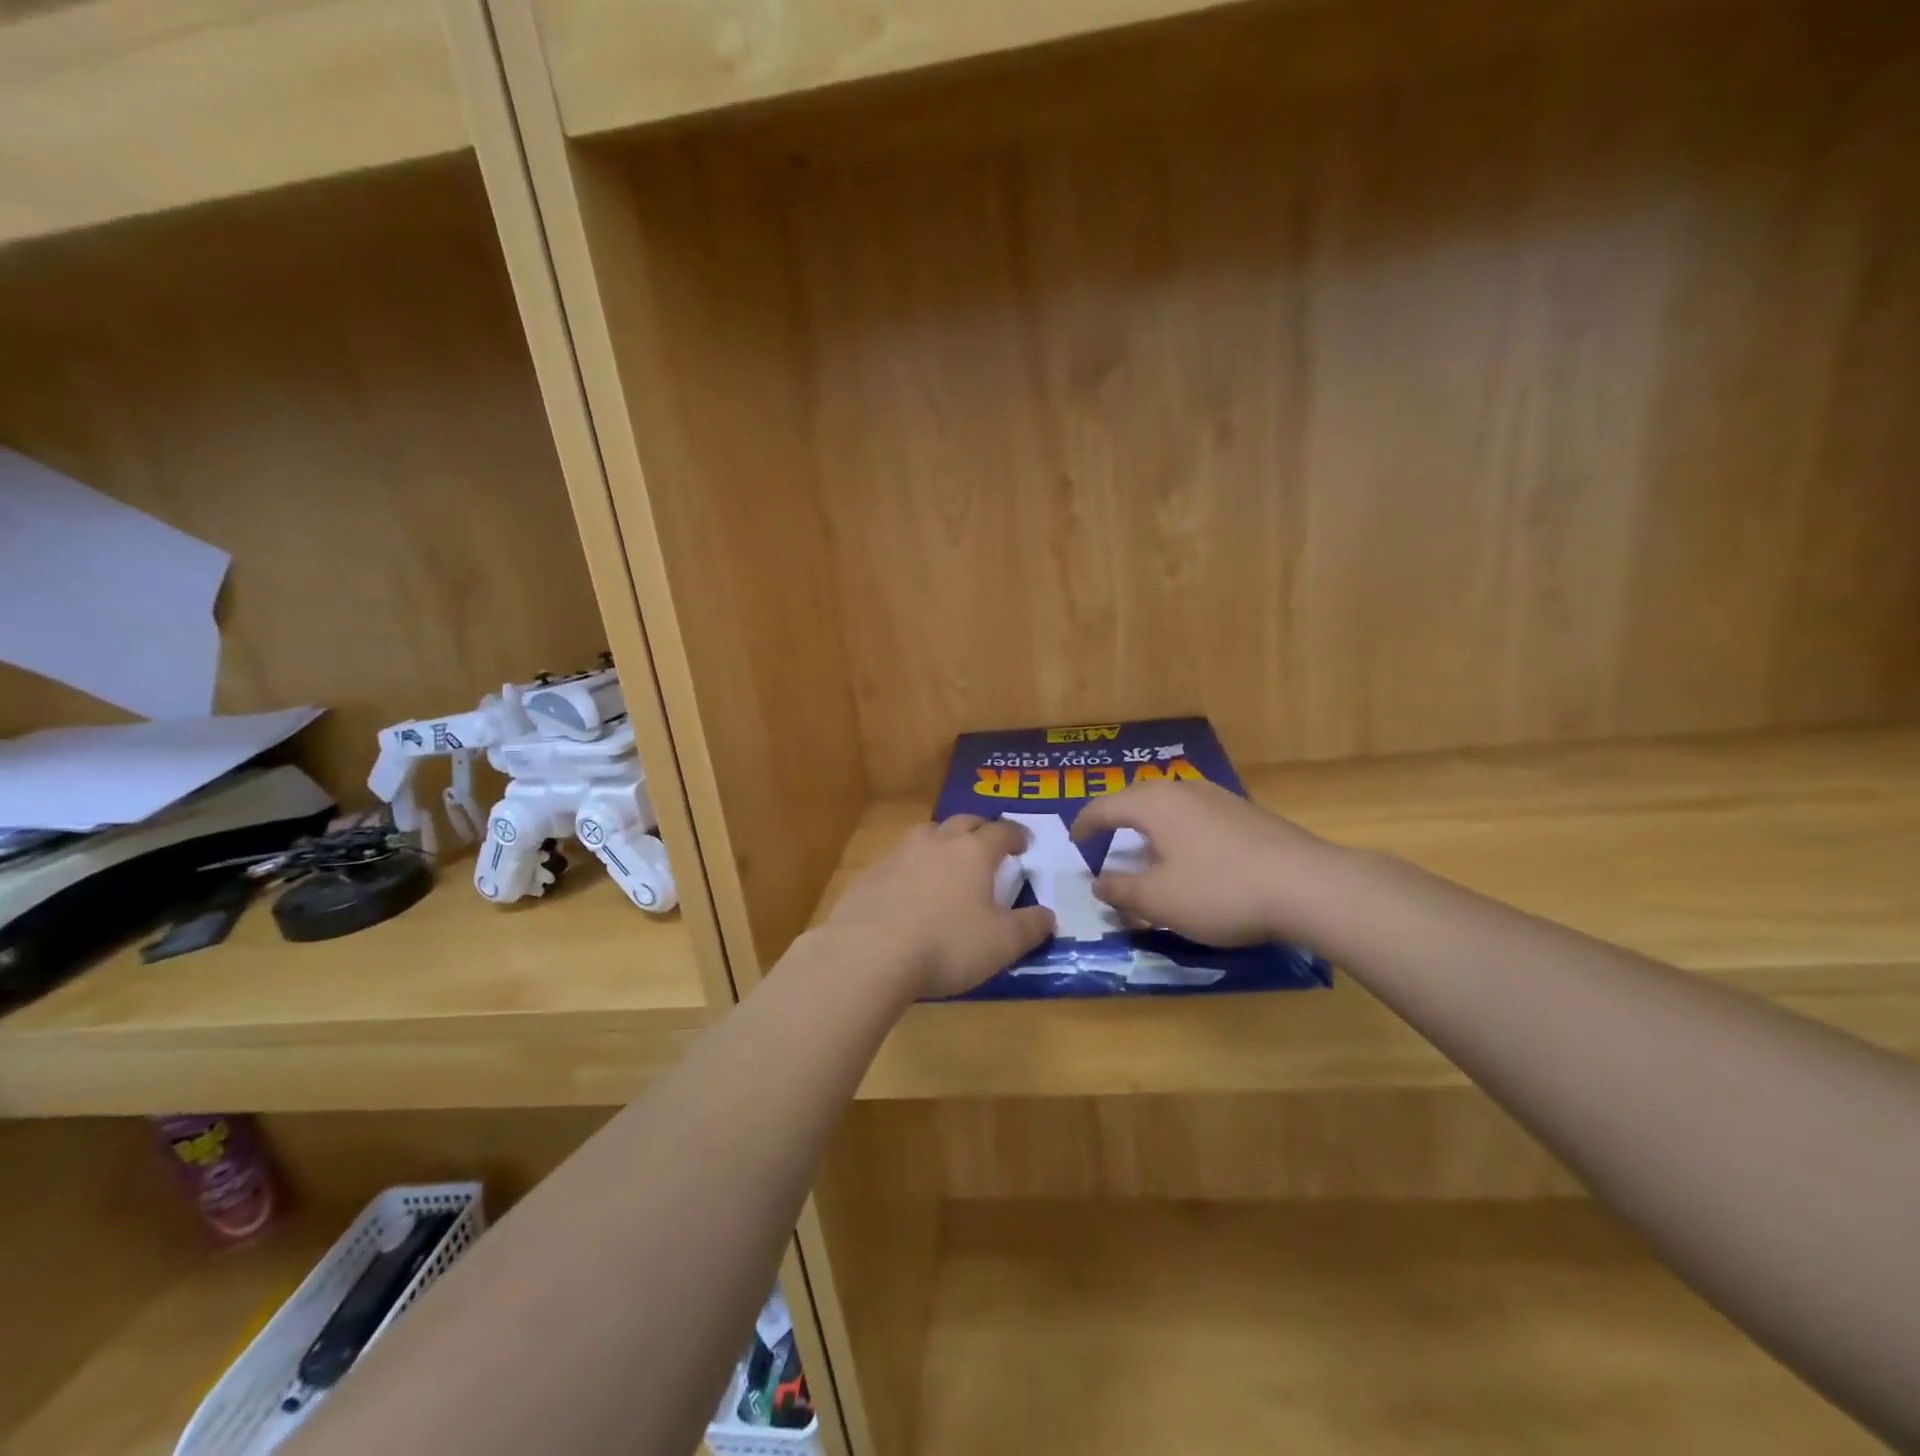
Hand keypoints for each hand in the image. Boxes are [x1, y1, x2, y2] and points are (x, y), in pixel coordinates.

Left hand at [824, 816, 1055, 1000]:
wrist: (870, 953)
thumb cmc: (947, 944)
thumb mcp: (1002, 943)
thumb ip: (1030, 927)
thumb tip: (1048, 915)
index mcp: (973, 851)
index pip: (1001, 831)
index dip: (1016, 835)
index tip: (1023, 844)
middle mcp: (937, 841)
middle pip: (963, 822)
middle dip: (980, 829)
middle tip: (989, 843)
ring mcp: (900, 853)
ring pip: (928, 833)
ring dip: (944, 840)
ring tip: (950, 859)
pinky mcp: (872, 873)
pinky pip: (900, 858)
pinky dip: (914, 865)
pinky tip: (912, 888)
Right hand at [1072, 779, 1336, 946]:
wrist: (1307, 886)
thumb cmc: (1219, 891)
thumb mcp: (1159, 900)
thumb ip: (1120, 890)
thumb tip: (1098, 882)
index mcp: (1153, 804)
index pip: (1104, 807)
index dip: (1084, 825)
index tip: (1074, 841)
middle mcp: (1182, 789)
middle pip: (1136, 799)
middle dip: (1116, 821)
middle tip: (1105, 844)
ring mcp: (1218, 797)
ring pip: (1169, 806)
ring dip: (1150, 827)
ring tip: (1145, 851)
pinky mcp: (1246, 813)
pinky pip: (1196, 816)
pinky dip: (1179, 832)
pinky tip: (1190, 857)